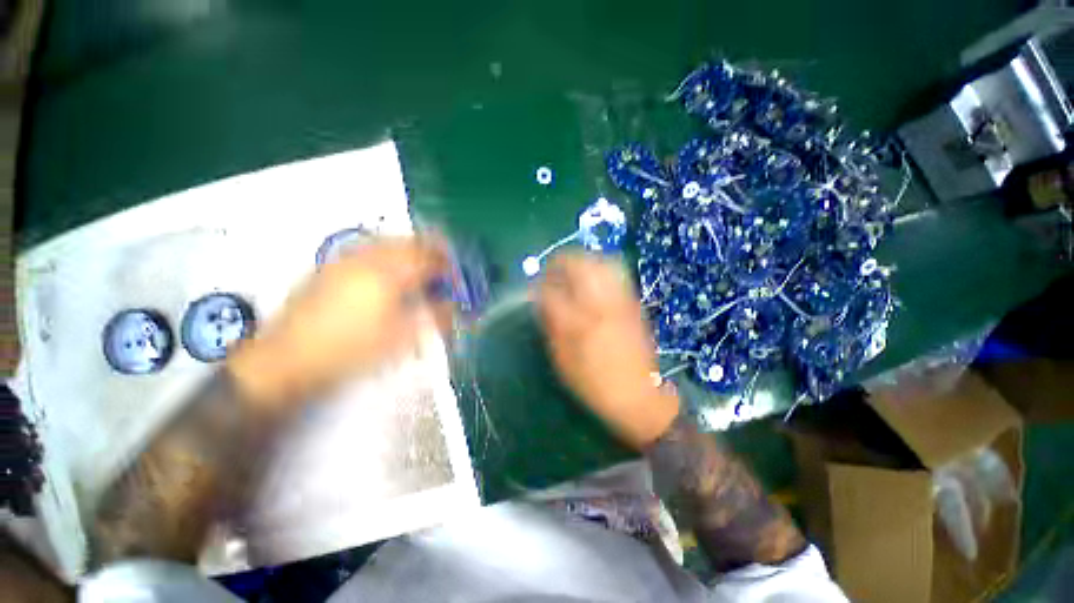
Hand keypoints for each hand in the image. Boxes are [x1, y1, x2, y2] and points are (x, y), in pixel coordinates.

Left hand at [228, 238, 451, 409]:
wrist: (288, 360)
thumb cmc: (351, 350)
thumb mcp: (401, 339)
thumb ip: (433, 318)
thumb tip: (451, 305)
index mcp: (388, 274)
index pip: (428, 257)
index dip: (447, 265)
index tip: (455, 279)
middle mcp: (367, 258)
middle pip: (408, 242)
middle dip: (430, 252)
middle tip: (441, 269)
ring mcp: (344, 260)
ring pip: (386, 242)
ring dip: (408, 251)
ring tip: (418, 270)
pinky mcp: (329, 267)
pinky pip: (367, 250)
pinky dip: (387, 255)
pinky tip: (386, 274)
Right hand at [534, 253, 678, 448]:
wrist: (637, 395)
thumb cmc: (593, 382)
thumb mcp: (563, 360)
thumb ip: (551, 326)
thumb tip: (542, 301)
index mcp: (579, 322)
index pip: (552, 291)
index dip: (540, 286)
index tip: (534, 287)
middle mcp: (600, 304)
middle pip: (580, 265)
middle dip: (562, 261)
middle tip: (552, 270)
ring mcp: (620, 301)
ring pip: (601, 264)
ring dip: (583, 261)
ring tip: (572, 269)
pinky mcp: (633, 304)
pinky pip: (617, 274)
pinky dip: (601, 268)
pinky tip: (593, 278)